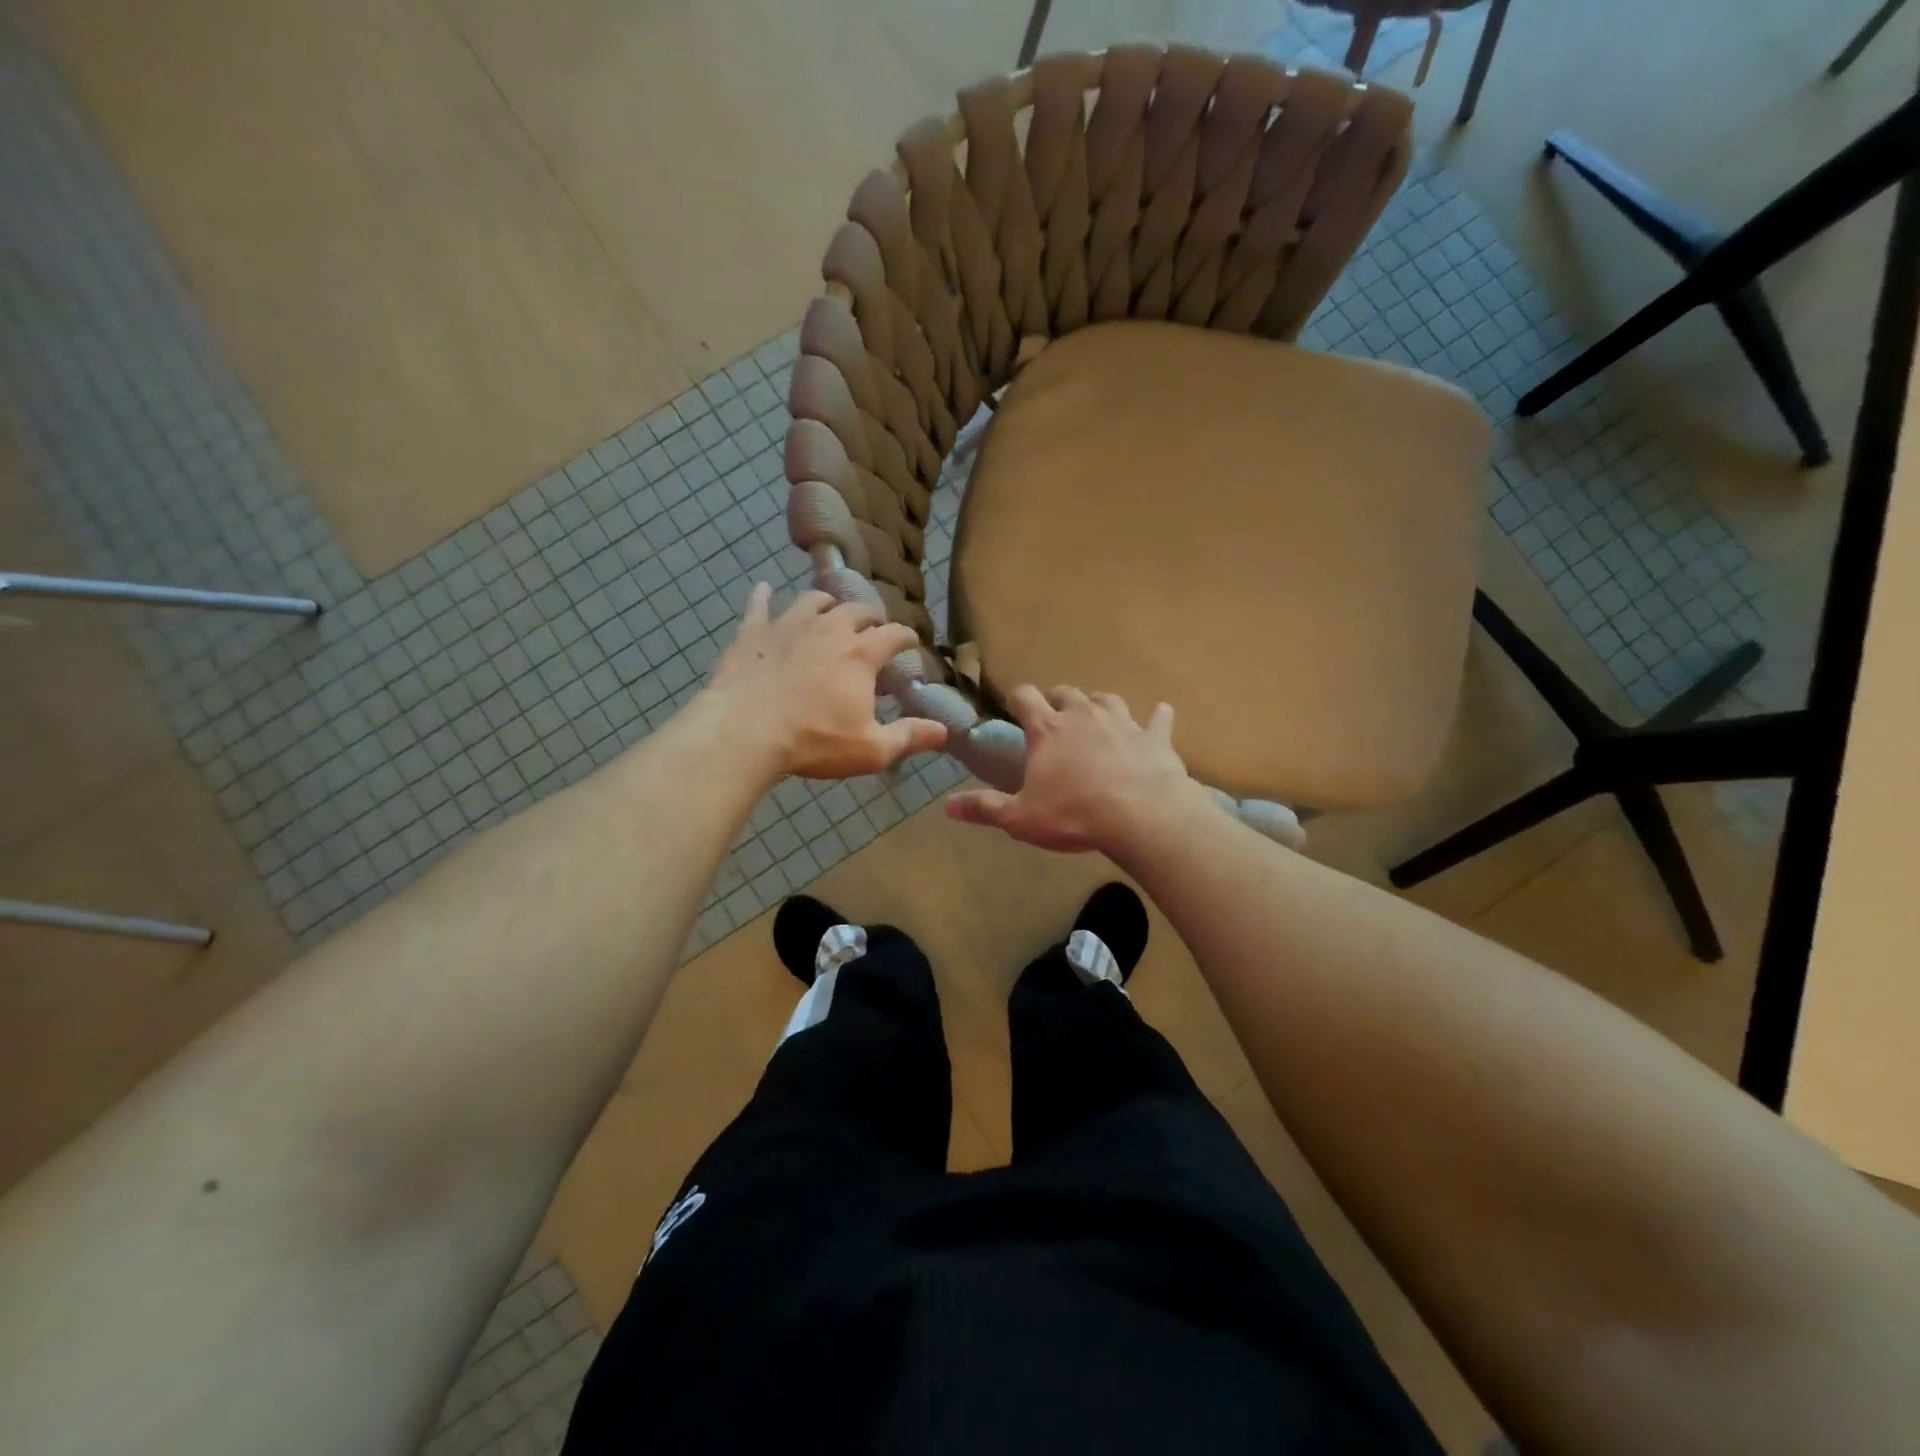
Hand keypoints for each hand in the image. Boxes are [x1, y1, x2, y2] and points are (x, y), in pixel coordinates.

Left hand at [703, 584, 946, 778]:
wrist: (745, 731)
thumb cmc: (814, 741)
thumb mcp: (871, 749)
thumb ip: (908, 737)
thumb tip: (944, 731)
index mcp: (861, 654)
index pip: (894, 634)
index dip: (906, 636)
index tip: (911, 641)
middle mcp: (829, 629)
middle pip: (856, 610)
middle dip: (870, 616)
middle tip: (873, 625)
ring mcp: (788, 625)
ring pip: (813, 600)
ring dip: (827, 603)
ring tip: (830, 609)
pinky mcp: (753, 632)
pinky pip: (759, 605)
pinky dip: (764, 596)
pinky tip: (765, 589)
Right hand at [945, 686, 1208, 853]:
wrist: (1142, 816)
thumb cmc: (1074, 814)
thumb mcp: (1021, 817)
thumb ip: (985, 808)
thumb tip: (947, 806)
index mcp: (1048, 729)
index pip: (1025, 697)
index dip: (1018, 698)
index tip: (1015, 706)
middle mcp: (1083, 715)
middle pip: (1067, 693)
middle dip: (1058, 700)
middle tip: (1055, 715)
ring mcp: (1123, 722)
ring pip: (1108, 699)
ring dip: (1100, 705)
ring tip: (1097, 715)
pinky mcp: (1155, 737)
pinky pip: (1158, 719)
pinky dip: (1157, 717)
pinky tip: (1161, 714)